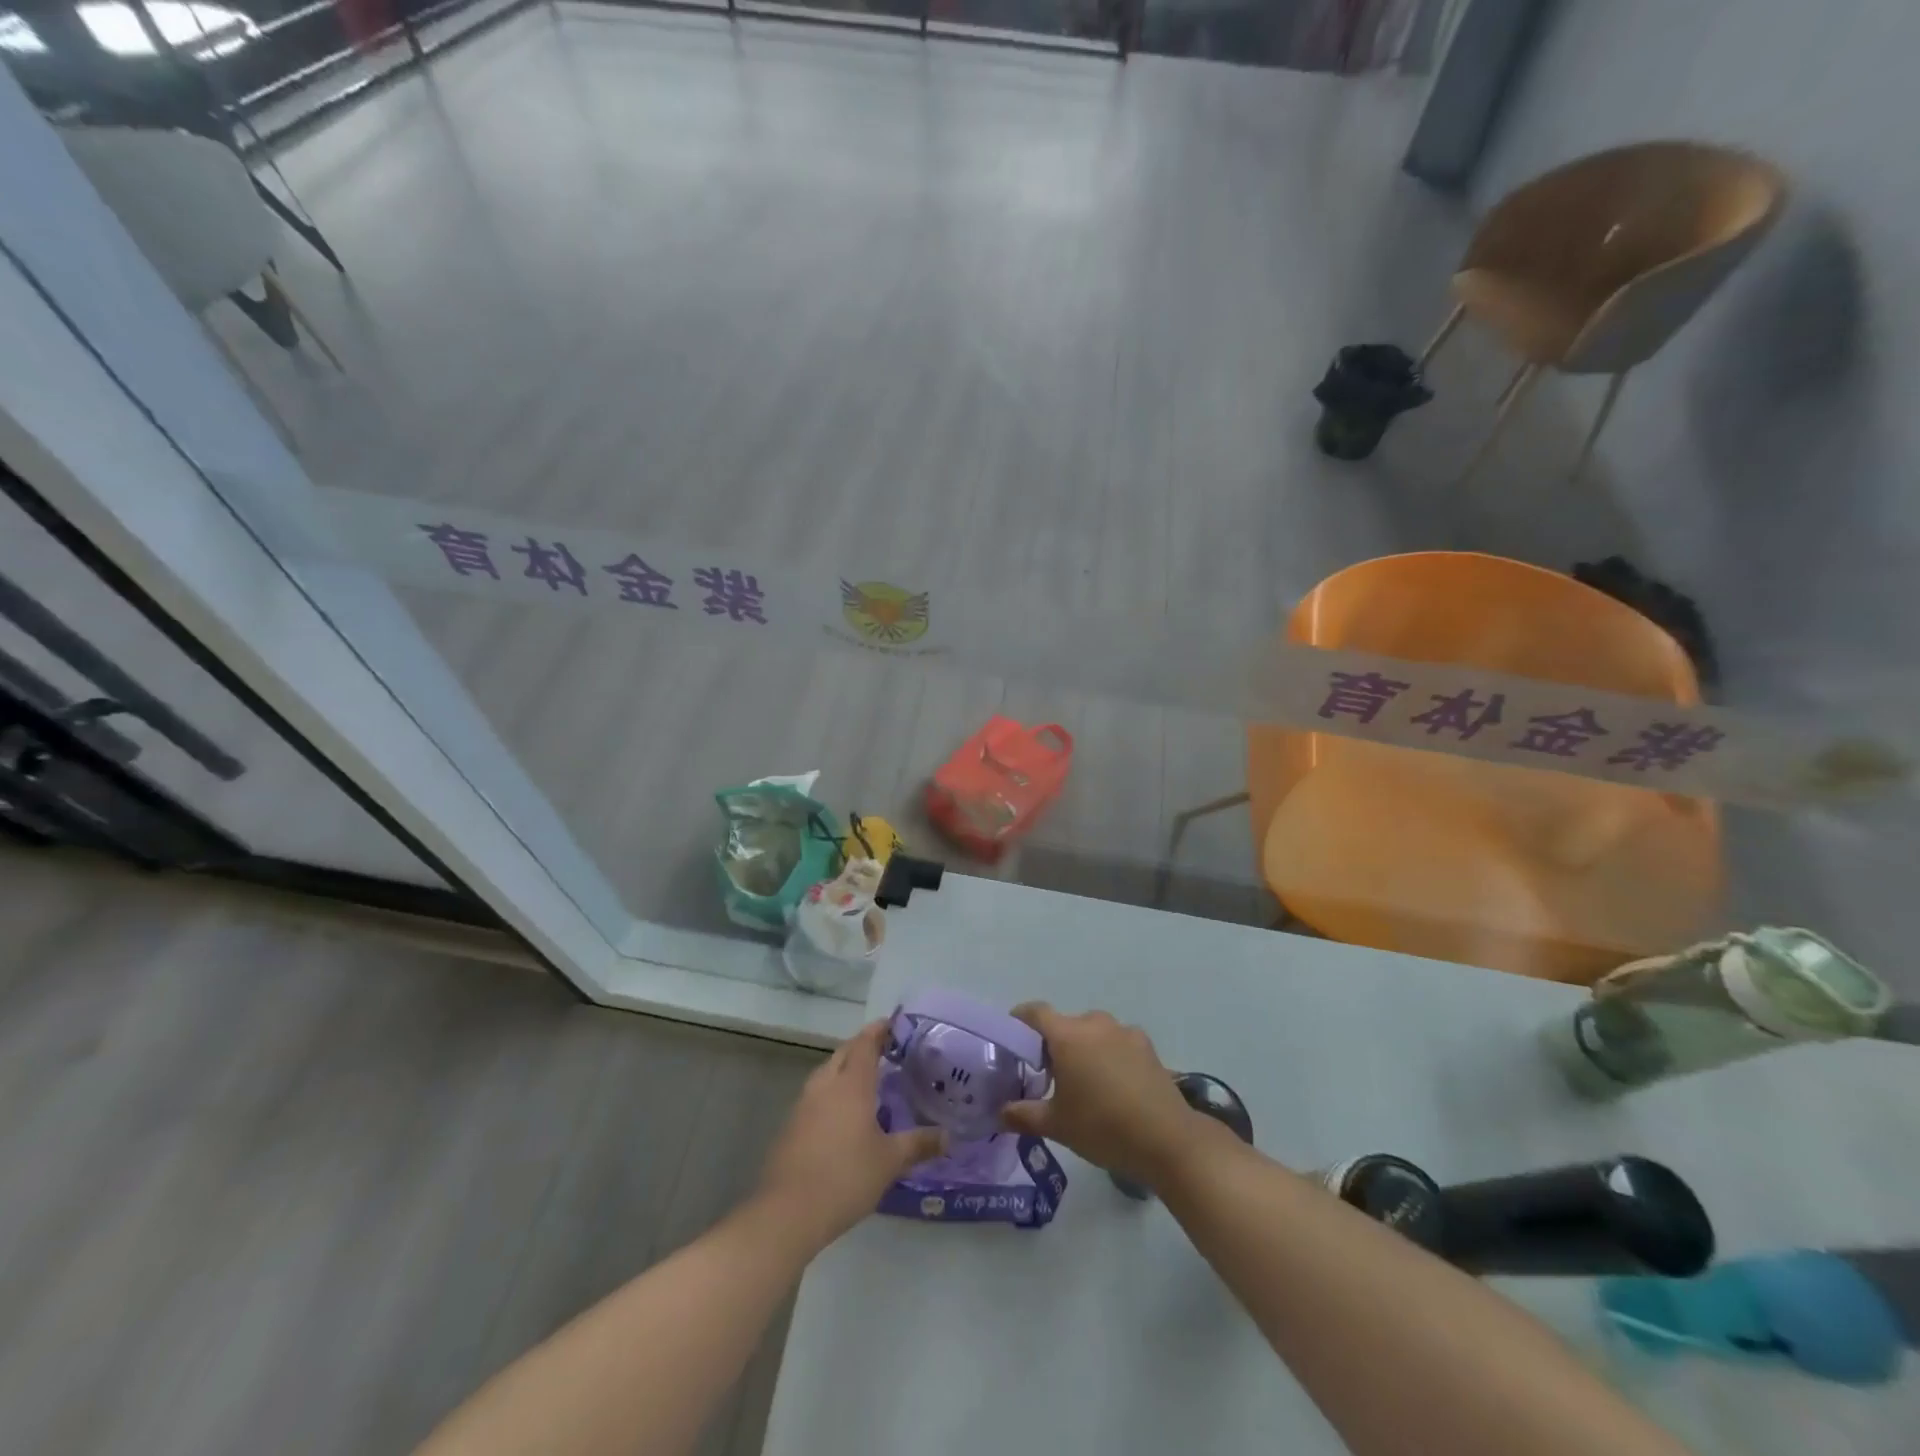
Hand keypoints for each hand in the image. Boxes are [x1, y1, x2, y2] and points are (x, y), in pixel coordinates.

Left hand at [755, 1021, 944, 1251]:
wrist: (787, 1212)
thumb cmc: (845, 1177)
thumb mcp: (890, 1162)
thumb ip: (919, 1144)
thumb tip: (948, 1136)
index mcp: (851, 1084)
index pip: (865, 1043)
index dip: (879, 1031)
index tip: (893, 1024)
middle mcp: (825, 1085)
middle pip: (844, 1053)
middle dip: (862, 1047)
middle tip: (885, 1052)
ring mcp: (803, 1105)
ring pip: (827, 1074)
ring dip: (845, 1070)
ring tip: (866, 1082)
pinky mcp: (790, 1126)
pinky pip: (816, 1096)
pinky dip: (832, 1094)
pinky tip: (843, 1115)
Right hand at [1000, 1003, 1199, 1191]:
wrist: (1167, 1140)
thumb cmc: (1102, 1127)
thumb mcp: (1056, 1125)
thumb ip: (1023, 1115)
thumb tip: (1001, 1112)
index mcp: (1067, 1035)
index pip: (1035, 1012)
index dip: (1020, 1021)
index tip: (1014, 1041)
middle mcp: (1095, 1023)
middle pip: (1065, 1025)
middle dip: (1054, 1044)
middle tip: (1049, 1076)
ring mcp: (1124, 1032)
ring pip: (1093, 1033)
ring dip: (1084, 1050)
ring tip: (1085, 1083)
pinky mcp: (1147, 1046)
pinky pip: (1117, 1043)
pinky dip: (1109, 1056)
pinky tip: (1115, 1087)